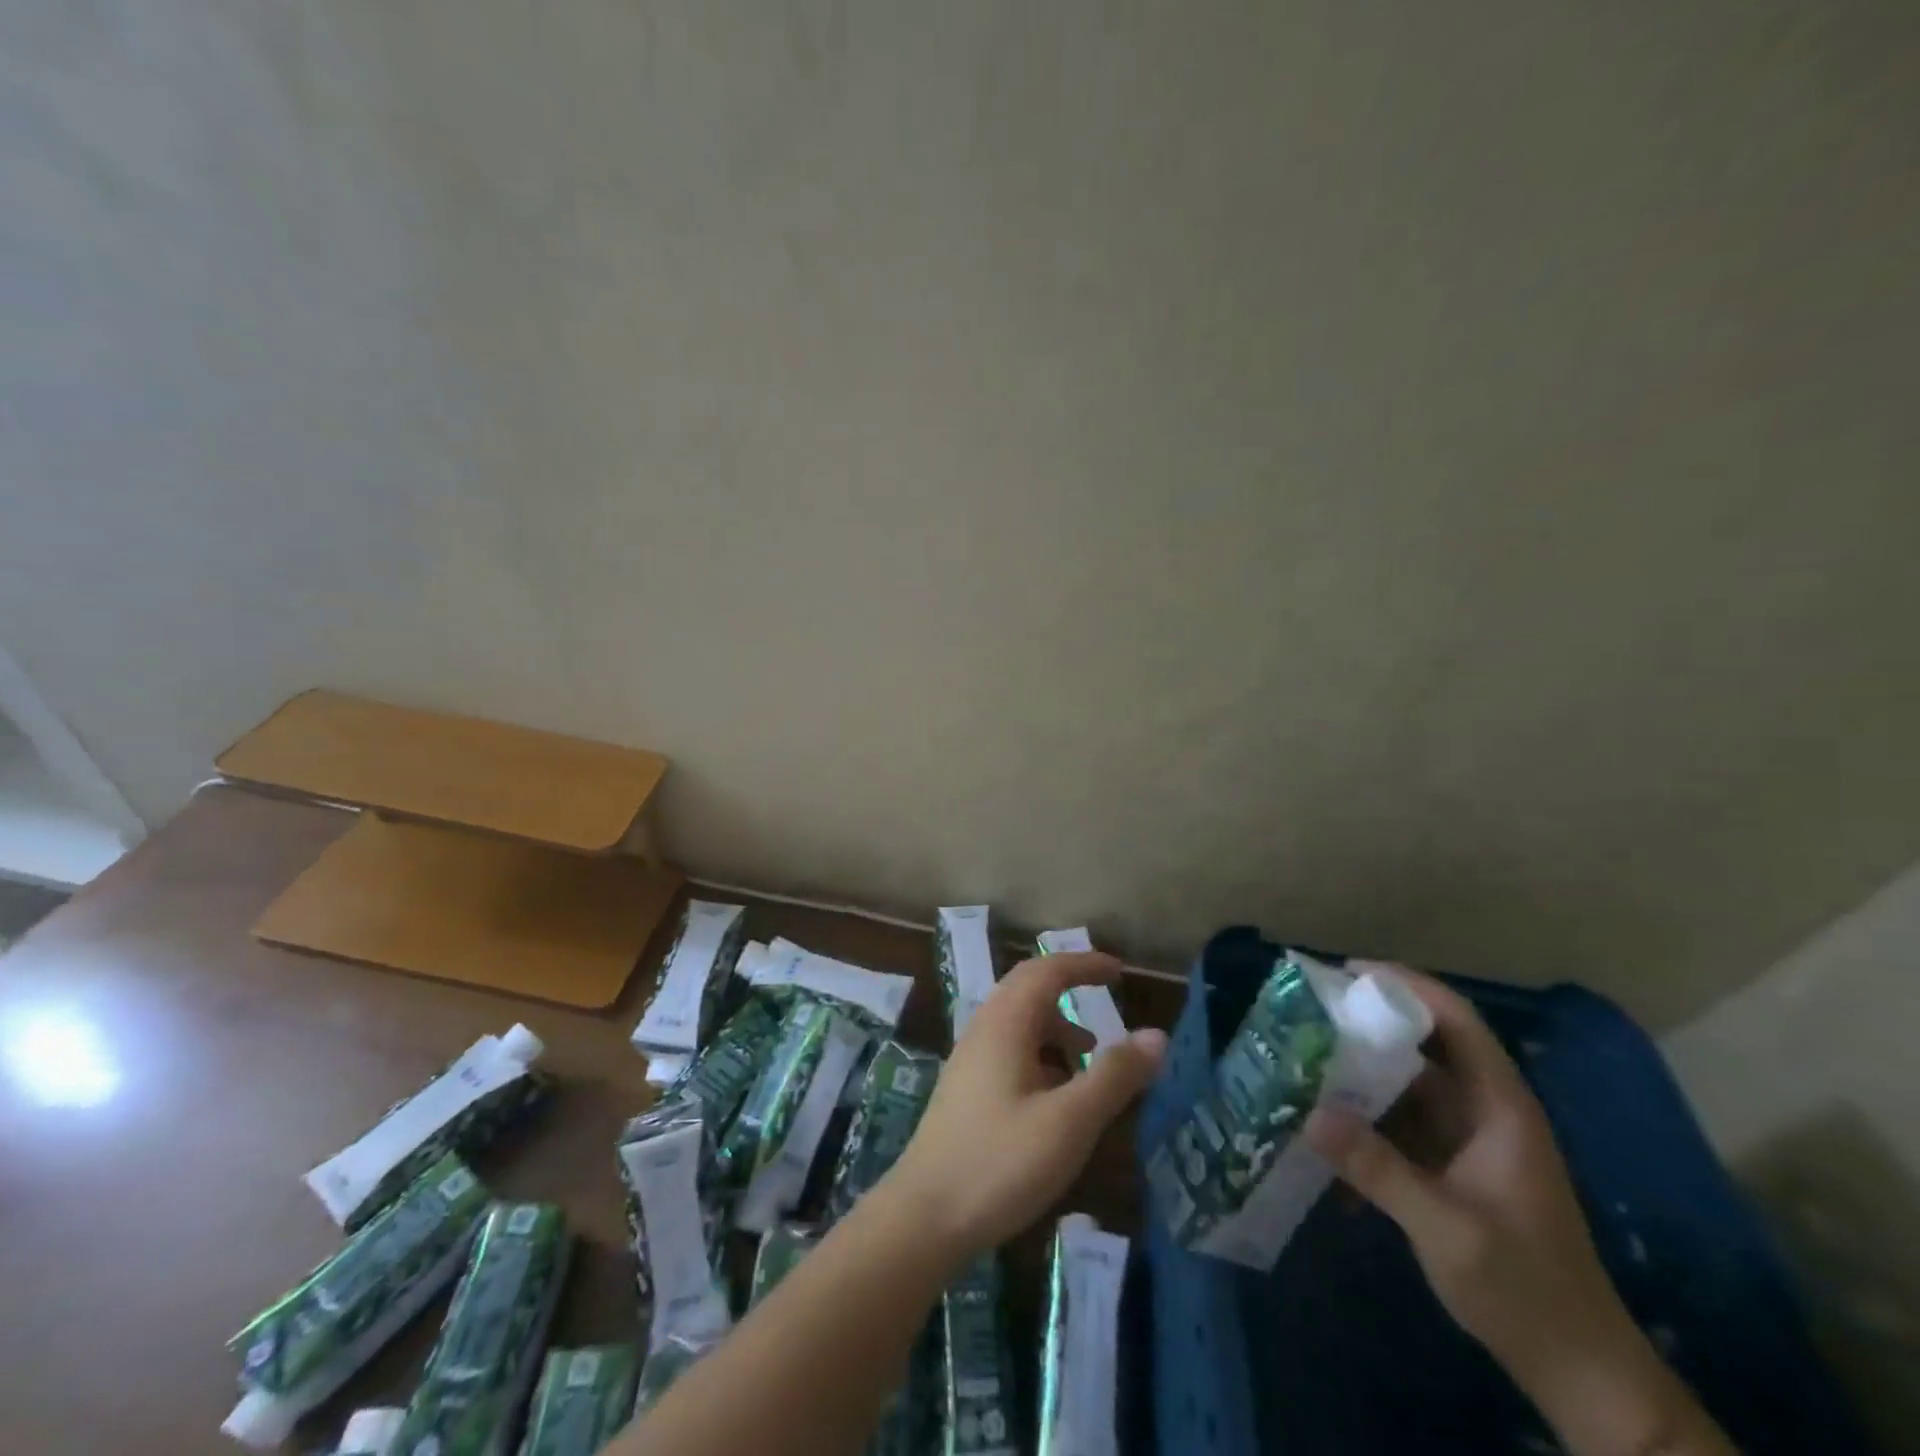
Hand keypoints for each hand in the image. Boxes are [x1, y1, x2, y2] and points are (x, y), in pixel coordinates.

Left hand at [886, 951, 1166, 1257]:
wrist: (923, 1216)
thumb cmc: (1000, 1162)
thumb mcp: (1070, 1122)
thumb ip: (1114, 1076)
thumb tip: (1157, 1035)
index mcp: (1005, 1023)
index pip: (1047, 971)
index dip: (1084, 965)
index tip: (1120, 970)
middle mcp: (983, 1029)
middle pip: (1028, 988)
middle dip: (1069, 986)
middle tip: (1106, 996)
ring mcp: (970, 1059)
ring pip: (1018, 1022)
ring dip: (1056, 1026)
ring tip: (1091, 1056)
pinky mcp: (966, 1088)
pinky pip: (1009, 1049)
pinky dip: (1040, 1053)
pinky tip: (1056, 1094)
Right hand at [1307, 970, 1732, 1455]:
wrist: (1578, 1371)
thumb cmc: (1524, 1288)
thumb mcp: (1446, 1227)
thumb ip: (1378, 1168)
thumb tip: (1309, 1114)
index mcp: (1501, 1108)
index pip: (1457, 1022)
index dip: (1408, 987)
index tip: (1350, 972)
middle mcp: (1486, 1110)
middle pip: (1426, 1045)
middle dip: (1370, 1025)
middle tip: (1312, 1013)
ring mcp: (1470, 1139)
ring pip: (1409, 1083)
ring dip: (1362, 1071)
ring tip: (1306, 1059)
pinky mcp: (1454, 1166)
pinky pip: (1403, 1121)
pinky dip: (1367, 1116)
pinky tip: (1327, 1128)